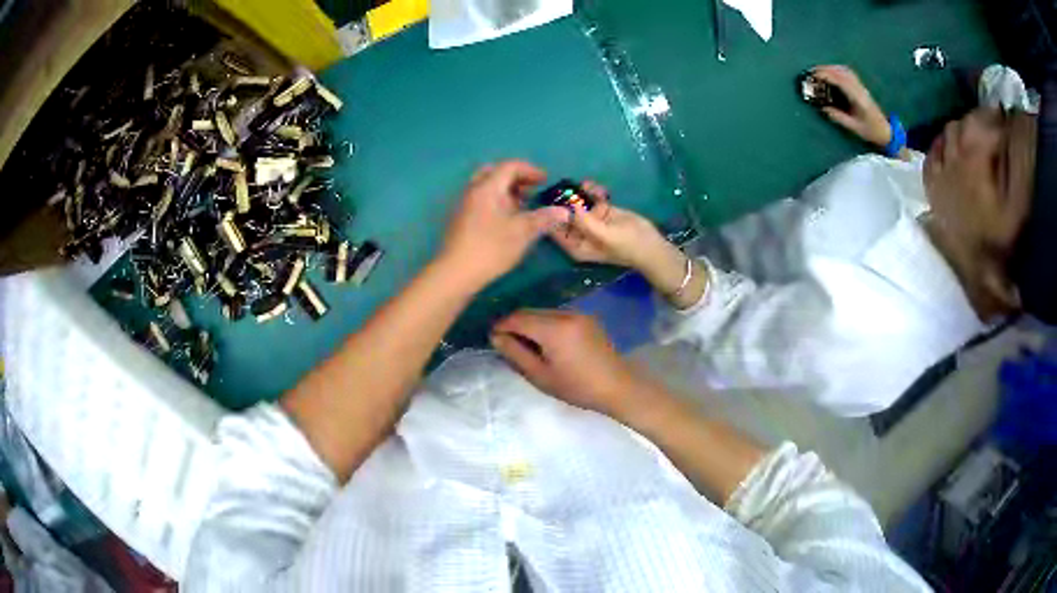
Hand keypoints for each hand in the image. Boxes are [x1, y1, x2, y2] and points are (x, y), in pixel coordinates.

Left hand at [440, 161, 567, 287]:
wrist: (455, 273)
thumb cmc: (490, 248)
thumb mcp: (522, 232)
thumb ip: (543, 218)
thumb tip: (563, 211)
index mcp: (487, 187)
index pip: (509, 167)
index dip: (530, 170)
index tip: (546, 180)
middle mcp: (473, 191)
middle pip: (494, 173)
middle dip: (515, 177)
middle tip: (531, 189)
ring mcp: (464, 205)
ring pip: (486, 187)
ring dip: (505, 190)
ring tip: (522, 206)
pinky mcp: (461, 220)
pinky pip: (481, 200)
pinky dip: (496, 201)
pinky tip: (506, 220)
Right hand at [491, 309, 664, 419]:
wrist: (618, 387)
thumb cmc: (577, 387)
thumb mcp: (540, 376)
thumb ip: (515, 353)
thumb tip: (495, 336)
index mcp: (554, 328)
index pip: (517, 317)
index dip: (501, 325)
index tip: (491, 337)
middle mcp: (565, 314)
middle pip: (530, 311)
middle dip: (515, 323)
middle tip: (505, 343)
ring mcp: (578, 313)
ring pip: (543, 312)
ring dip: (530, 323)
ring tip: (525, 345)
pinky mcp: (587, 318)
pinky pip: (558, 315)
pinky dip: (546, 324)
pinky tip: (545, 342)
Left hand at [549, 181, 705, 308]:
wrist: (651, 244)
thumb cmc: (627, 245)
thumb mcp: (604, 236)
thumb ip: (584, 222)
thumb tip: (567, 207)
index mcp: (574, 245)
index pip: (553, 229)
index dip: (551, 213)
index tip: (556, 198)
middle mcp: (578, 233)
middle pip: (563, 212)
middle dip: (567, 199)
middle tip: (573, 187)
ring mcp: (589, 221)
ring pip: (577, 202)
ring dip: (582, 192)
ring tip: (591, 188)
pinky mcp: (600, 210)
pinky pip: (590, 198)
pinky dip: (593, 191)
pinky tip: (600, 190)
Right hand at [812, 65, 891, 147]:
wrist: (886, 131)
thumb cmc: (871, 131)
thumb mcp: (854, 128)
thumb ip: (839, 117)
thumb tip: (823, 108)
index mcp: (858, 98)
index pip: (841, 81)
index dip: (827, 76)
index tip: (814, 76)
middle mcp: (860, 89)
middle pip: (842, 72)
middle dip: (826, 69)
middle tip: (813, 72)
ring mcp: (861, 87)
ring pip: (845, 70)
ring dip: (831, 68)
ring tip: (820, 71)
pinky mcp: (861, 88)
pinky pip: (849, 73)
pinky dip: (838, 70)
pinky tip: (832, 72)